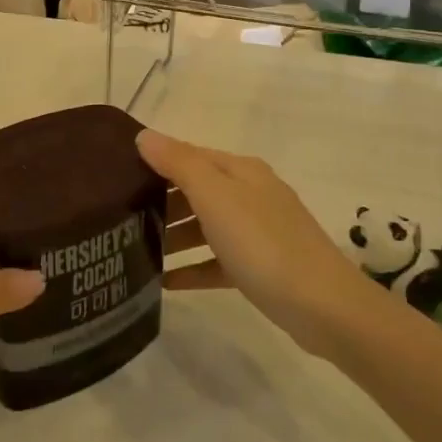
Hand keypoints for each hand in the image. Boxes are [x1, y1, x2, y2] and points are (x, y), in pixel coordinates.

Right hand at [138, 129, 371, 356]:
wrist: (324, 307)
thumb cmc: (263, 243)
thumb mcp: (216, 196)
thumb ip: (179, 163)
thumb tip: (144, 135)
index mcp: (241, 170)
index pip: (189, 155)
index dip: (155, 162)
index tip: (117, 177)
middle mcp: (251, 194)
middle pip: (197, 190)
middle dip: (161, 201)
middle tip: (121, 219)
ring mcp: (258, 232)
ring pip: (206, 226)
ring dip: (174, 236)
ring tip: (137, 251)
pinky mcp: (261, 267)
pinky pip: (217, 261)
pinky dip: (193, 268)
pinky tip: (165, 283)